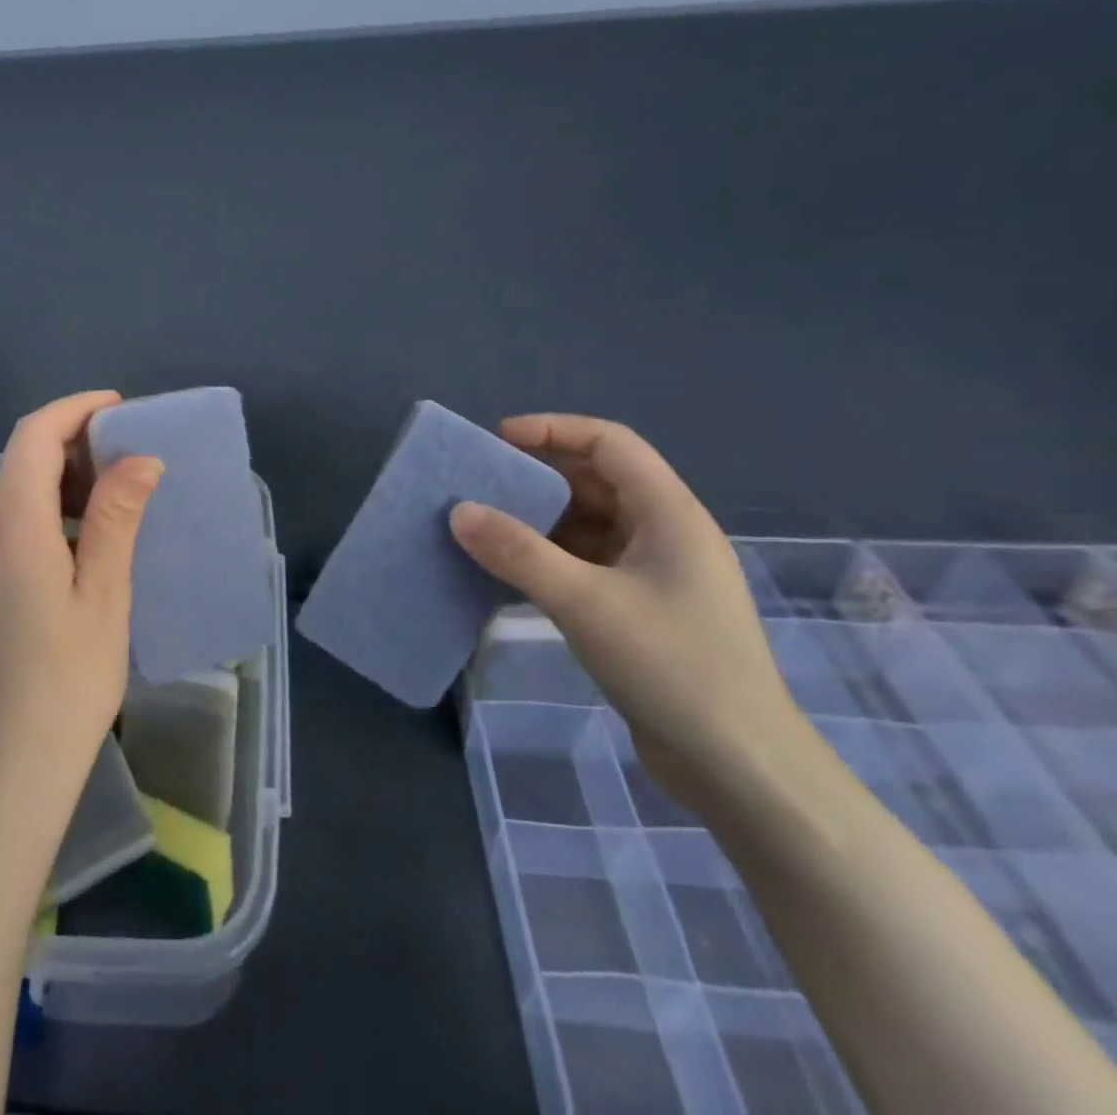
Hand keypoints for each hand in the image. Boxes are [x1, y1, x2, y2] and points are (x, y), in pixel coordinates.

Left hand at [0, 391, 163, 801]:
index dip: (74, 411)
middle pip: (20, 458)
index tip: (119, 408)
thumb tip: (140, 459)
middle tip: (128, 450)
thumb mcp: (104, 595)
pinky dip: (46, 505)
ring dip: (59, 473)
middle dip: (71, 440)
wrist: (10, 762)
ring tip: (115, 486)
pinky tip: (83, 531)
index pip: (34, 437)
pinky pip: (8, 521)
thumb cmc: (68, 682)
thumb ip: (117, 519)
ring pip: (13, 488)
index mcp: (13, 528)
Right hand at [449, 414, 808, 812]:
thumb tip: (458, 511)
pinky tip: (509, 571)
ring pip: (589, 524)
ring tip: (483, 525)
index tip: (497, 439)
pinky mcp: (642, 609)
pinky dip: (548, 558)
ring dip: (539, 519)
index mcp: (669, 515)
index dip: (553, 430)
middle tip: (479, 483)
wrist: (739, 768)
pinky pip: (586, 563)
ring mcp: (655, 574)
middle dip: (538, 475)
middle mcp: (666, 534)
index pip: (610, 444)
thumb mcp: (585, 604)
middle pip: (597, 481)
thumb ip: (518, 553)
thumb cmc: (672, 668)